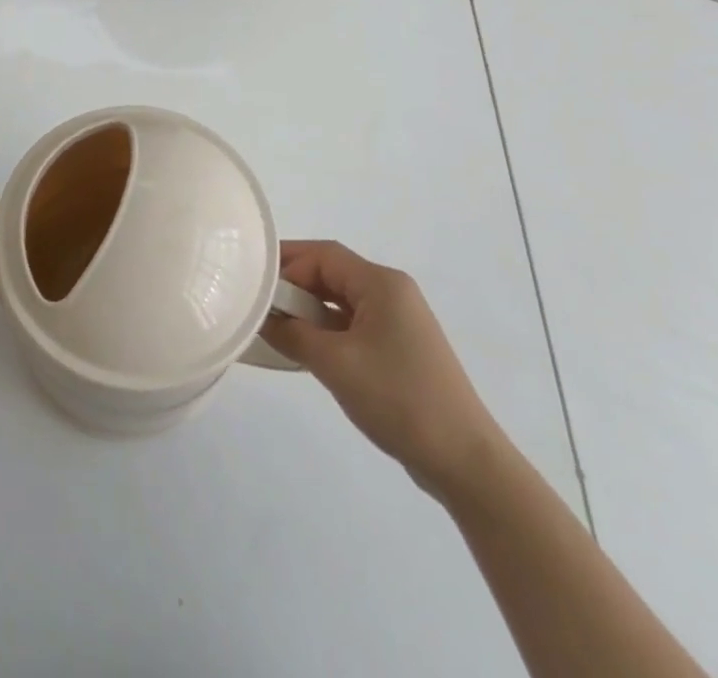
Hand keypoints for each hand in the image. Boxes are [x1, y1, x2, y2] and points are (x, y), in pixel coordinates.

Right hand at [263, 240, 504, 503]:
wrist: (464, 461)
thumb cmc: (398, 399)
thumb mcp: (335, 364)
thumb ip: (292, 334)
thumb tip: (260, 318)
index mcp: (381, 283)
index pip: (323, 255)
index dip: (286, 262)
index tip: (253, 282)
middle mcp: (392, 292)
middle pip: (332, 273)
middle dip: (293, 285)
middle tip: (257, 303)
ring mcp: (398, 320)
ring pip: (340, 300)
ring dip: (308, 309)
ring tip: (273, 326)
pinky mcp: (399, 347)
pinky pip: (352, 323)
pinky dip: (326, 329)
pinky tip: (305, 348)